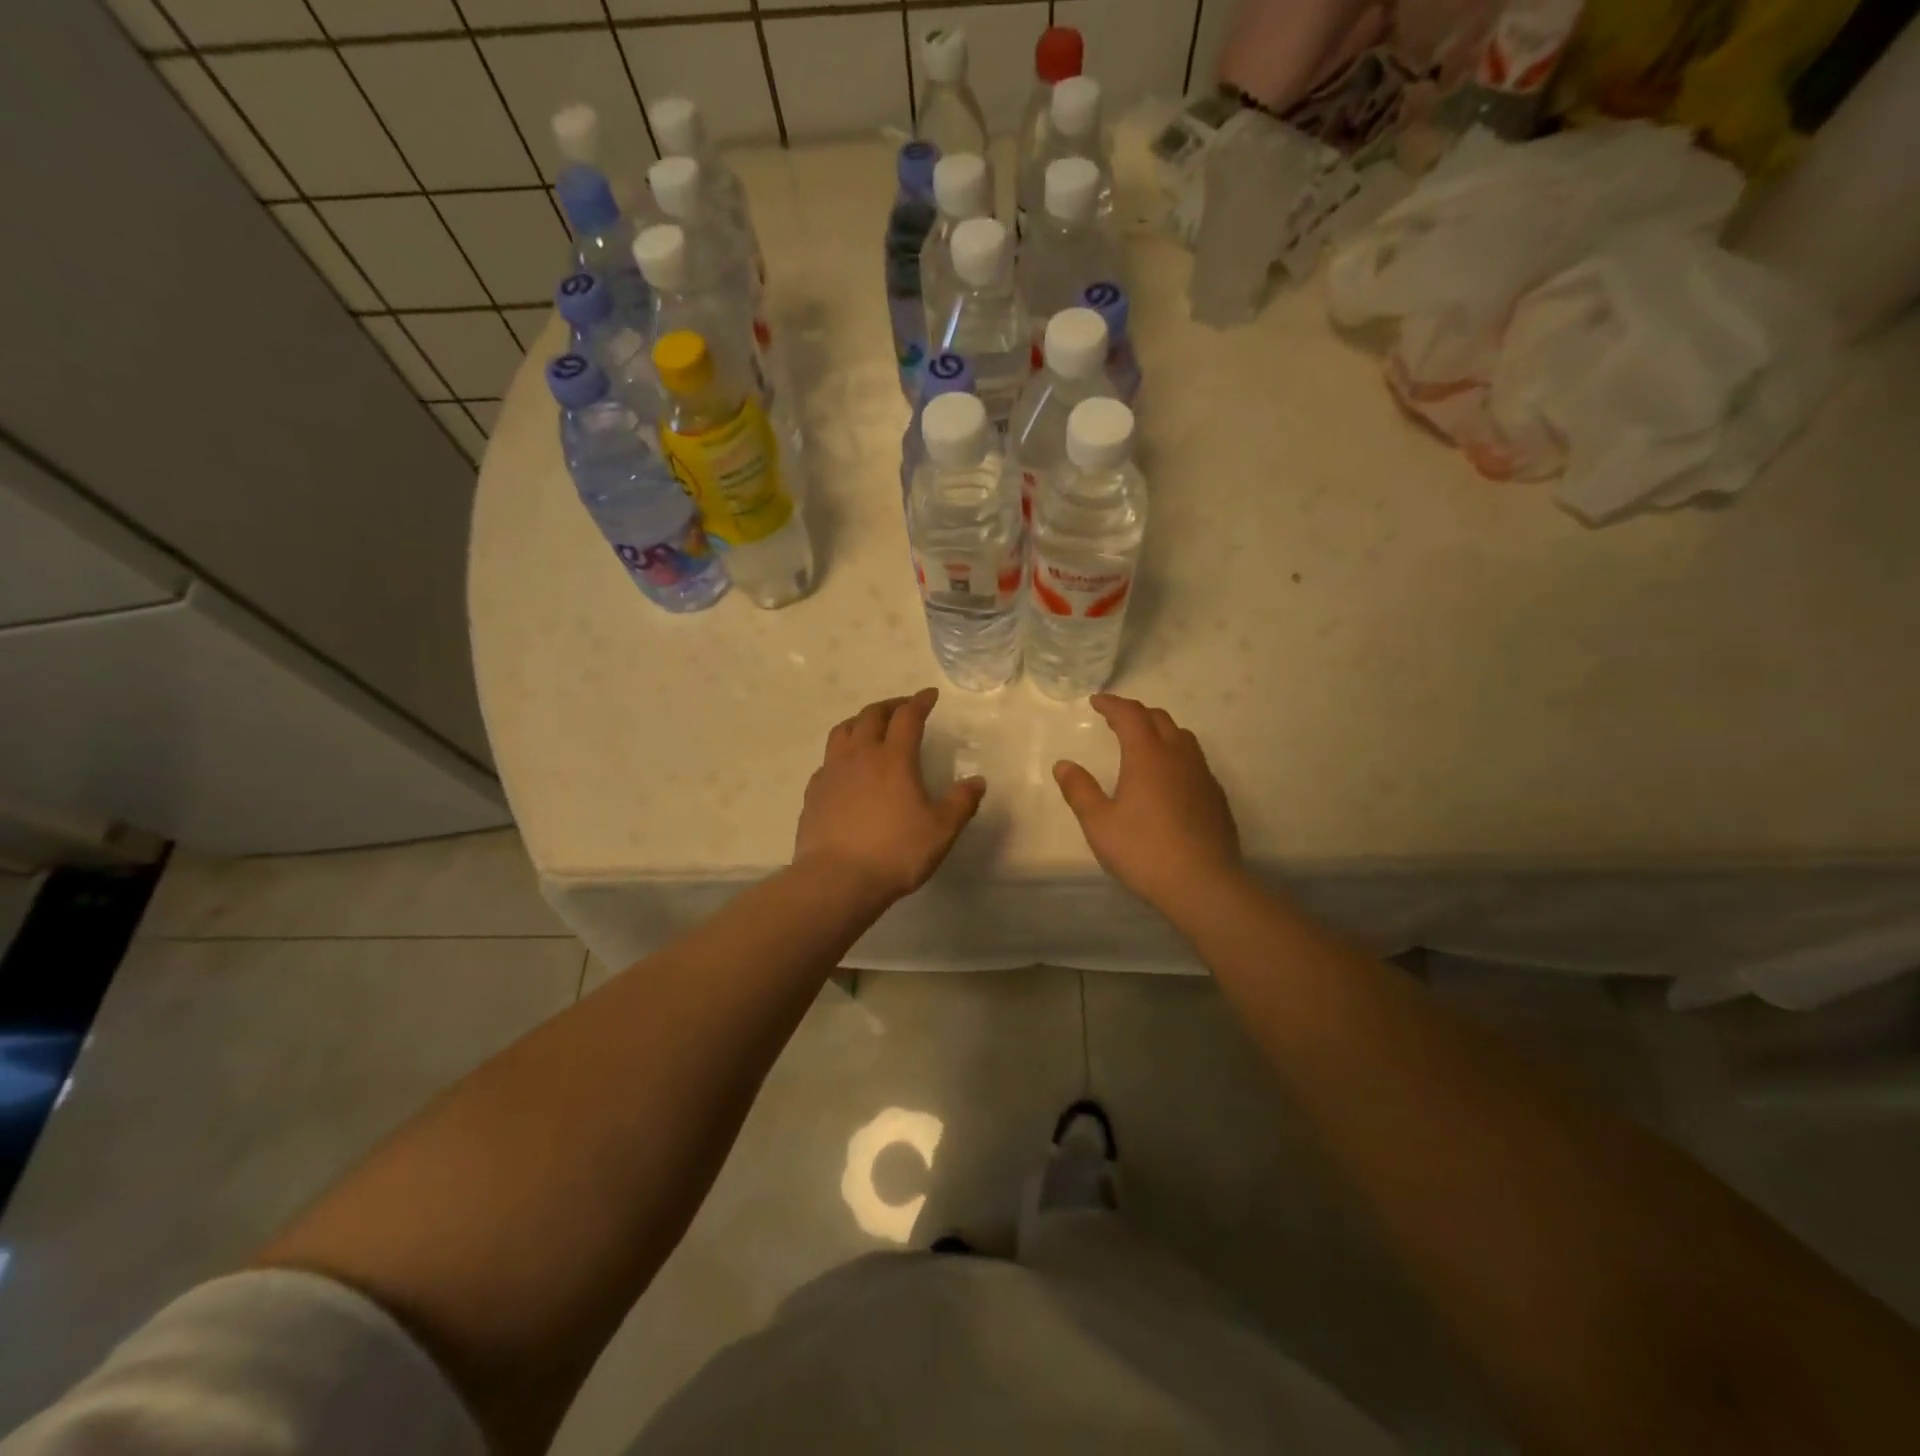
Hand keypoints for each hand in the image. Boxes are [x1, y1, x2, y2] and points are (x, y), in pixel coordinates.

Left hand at [793, 688, 985, 903]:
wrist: (837, 879)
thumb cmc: (895, 852)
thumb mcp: (940, 831)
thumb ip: (961, 803)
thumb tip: (977, 782)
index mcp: (893, 758)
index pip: (908, 716)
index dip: (920, 701)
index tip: (930, 695)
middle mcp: (860, 755)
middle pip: (872, 715)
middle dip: (891, 706)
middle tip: (903, 708)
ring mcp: (832, 772)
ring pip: (843, 731)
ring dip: (861, 721)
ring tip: (871, 728)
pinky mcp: (814, 792)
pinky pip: (828, 760)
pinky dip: (842, 753)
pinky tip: (847, 768)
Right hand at [1054, 695, 1241, 912]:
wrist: (1204, 884)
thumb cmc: (1144, 851)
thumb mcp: (1099, 824)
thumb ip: (1079, 790)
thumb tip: (1064, 765)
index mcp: (1147, 756)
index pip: (1130, 715)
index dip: (1112, 704)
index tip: (1096, 702)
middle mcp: (1178, 756)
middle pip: (1159, 719)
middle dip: (1135, 714)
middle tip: (1116, 721)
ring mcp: (1202, 775)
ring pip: (1182, 737)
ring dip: (1160, 731)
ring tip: (1143, 744)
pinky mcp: (1216, 797)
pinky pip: (1194, 761)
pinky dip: (1176, 755)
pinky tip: (1168, 780)